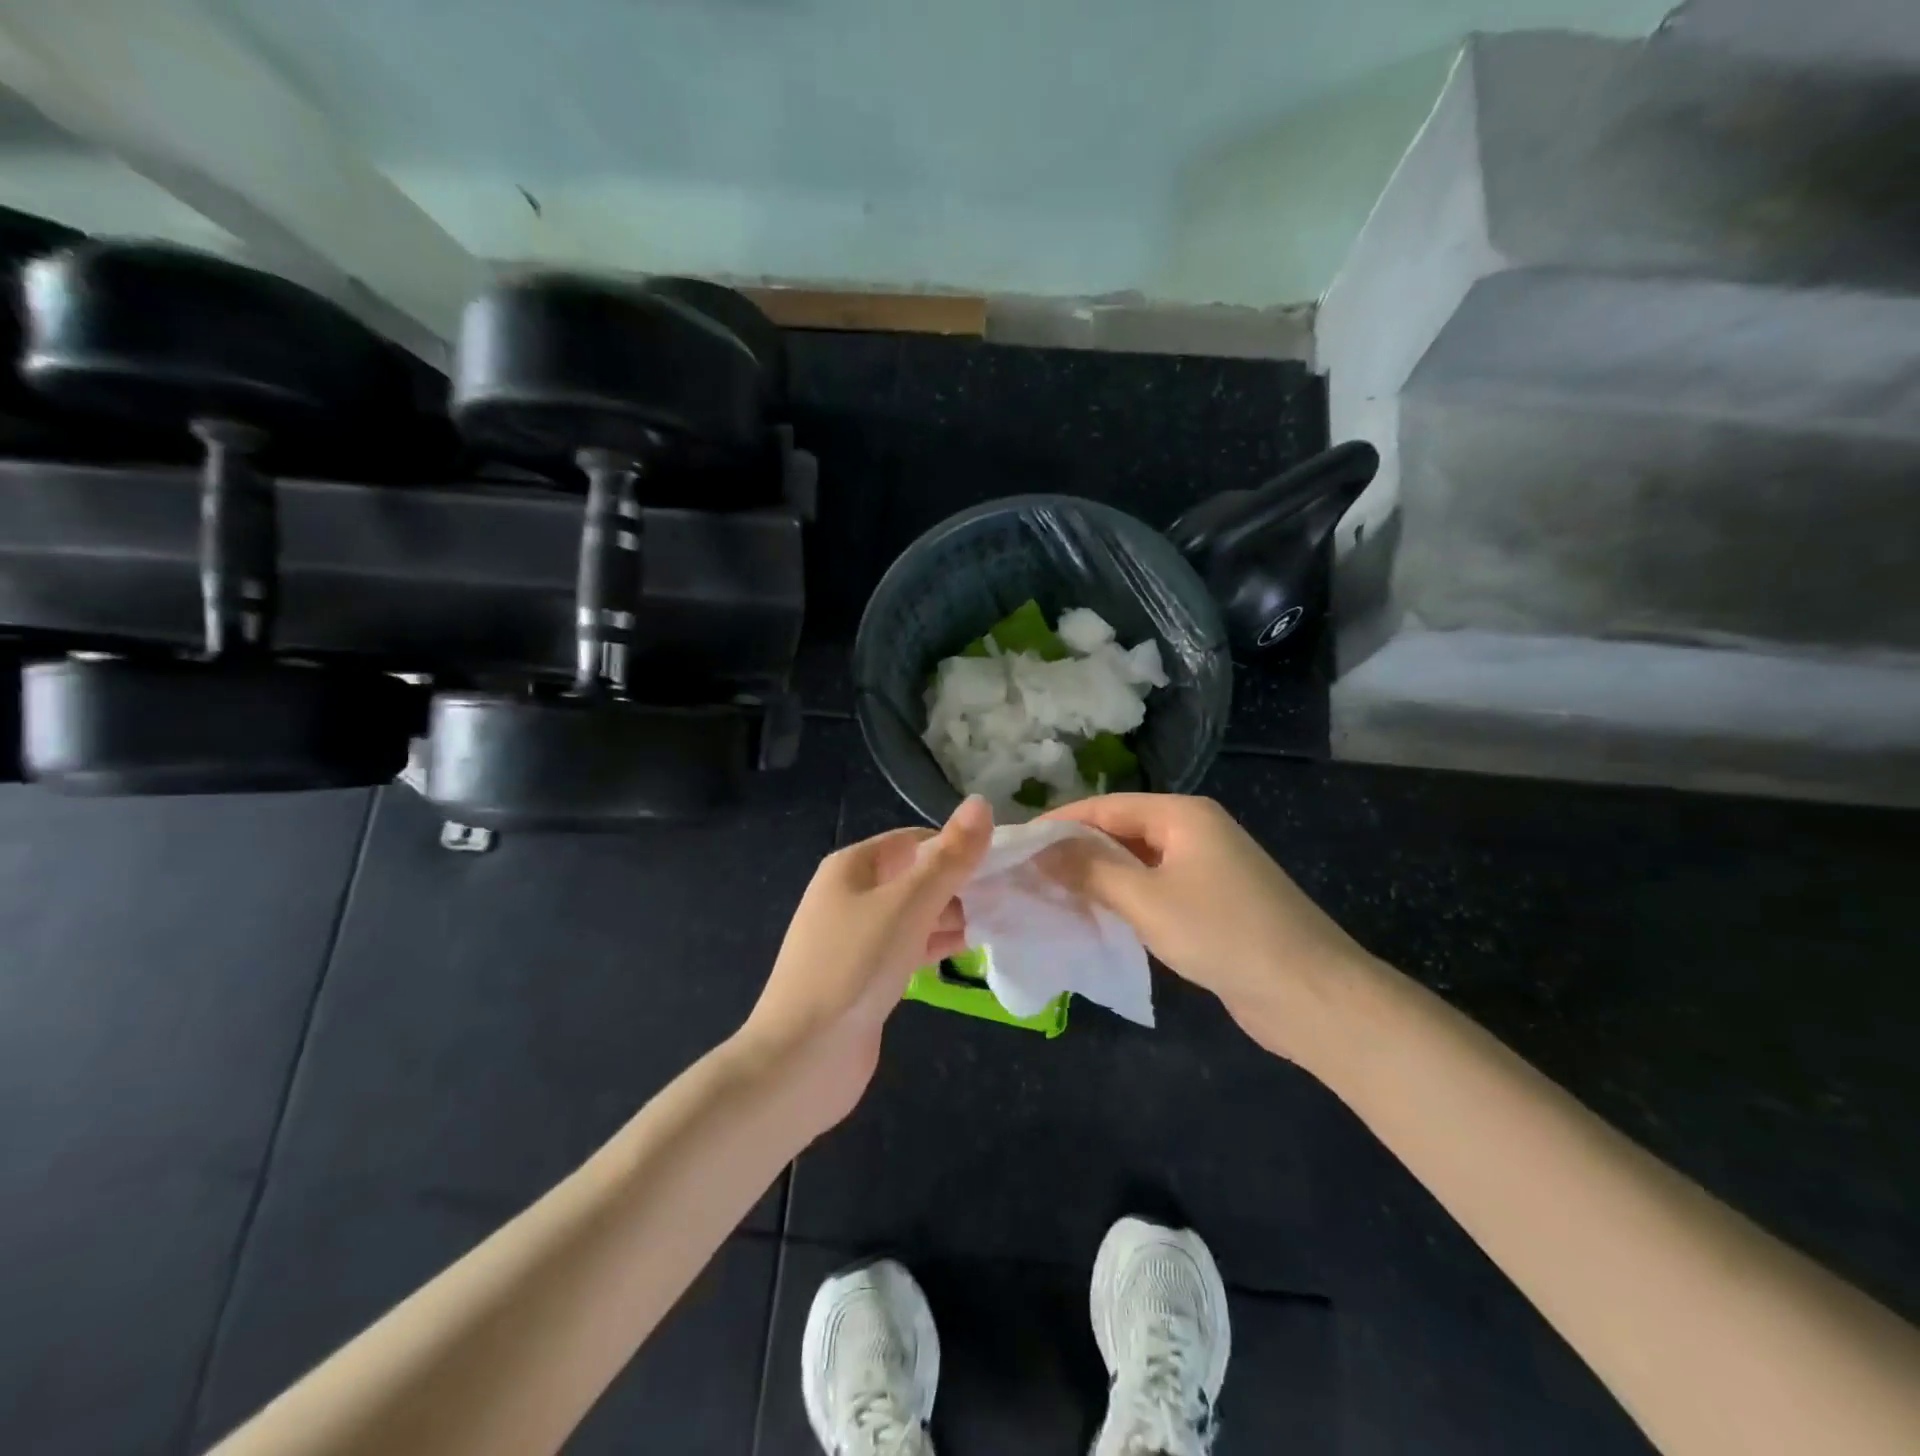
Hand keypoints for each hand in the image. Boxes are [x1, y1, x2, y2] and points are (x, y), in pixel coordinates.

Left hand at [735, 795, 993, 1134]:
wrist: (803, 1058)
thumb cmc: (855, 966)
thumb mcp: (908, 905)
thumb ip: (949, 858)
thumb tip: (981, 803)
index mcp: (852, 867)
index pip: (914, 841)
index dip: (956, 847)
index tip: (1001, 863)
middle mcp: (850, 895)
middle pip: (914, 876)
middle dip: (957, 884)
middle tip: (1007, 897)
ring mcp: (856, 938)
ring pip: (913, 914)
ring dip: (950, 916)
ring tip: (999, 921)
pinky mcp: (864, 976)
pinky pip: (907, 947)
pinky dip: (935, 945)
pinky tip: (969, 951)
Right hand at [1040, 794, 1370, 1061]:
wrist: (1310, 995)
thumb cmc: (1223, 933)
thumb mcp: (1146, 899)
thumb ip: (1090, 870)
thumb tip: (1041, 850)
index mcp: (1182, 815)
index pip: (1105, 807)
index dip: (1059, 824)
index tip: (1016, 844)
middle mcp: (1194, 832)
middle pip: (1120, 832)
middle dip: (1074, 851)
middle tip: (1025, 874)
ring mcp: (1205, 869)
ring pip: (1136, 864)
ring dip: (1096, 878)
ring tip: (1047, 895)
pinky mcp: (1211, 905)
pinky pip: (1154, 890)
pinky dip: (1123, 900)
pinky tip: (1093, 917)